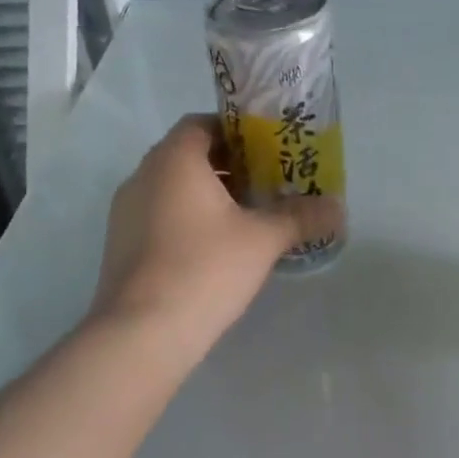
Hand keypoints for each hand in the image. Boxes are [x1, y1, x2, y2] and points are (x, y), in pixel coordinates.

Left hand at [90, 114, 342, 356]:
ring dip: (208, 194)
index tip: (268, 149)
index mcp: (174, 160)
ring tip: (248, 216)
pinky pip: (159, 214)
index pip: (203, 123)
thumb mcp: (263, 239)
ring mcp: (125, 212)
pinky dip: (188, 218)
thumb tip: (339, 208)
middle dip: (229, 165)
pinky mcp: (120, 245)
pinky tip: (217, 248)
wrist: (140, 334)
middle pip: (189, 154)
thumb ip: (301, 217)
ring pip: (173, 187)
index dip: (237, 131)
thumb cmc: (204, 268)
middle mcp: (143, 175)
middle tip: (267, 182)